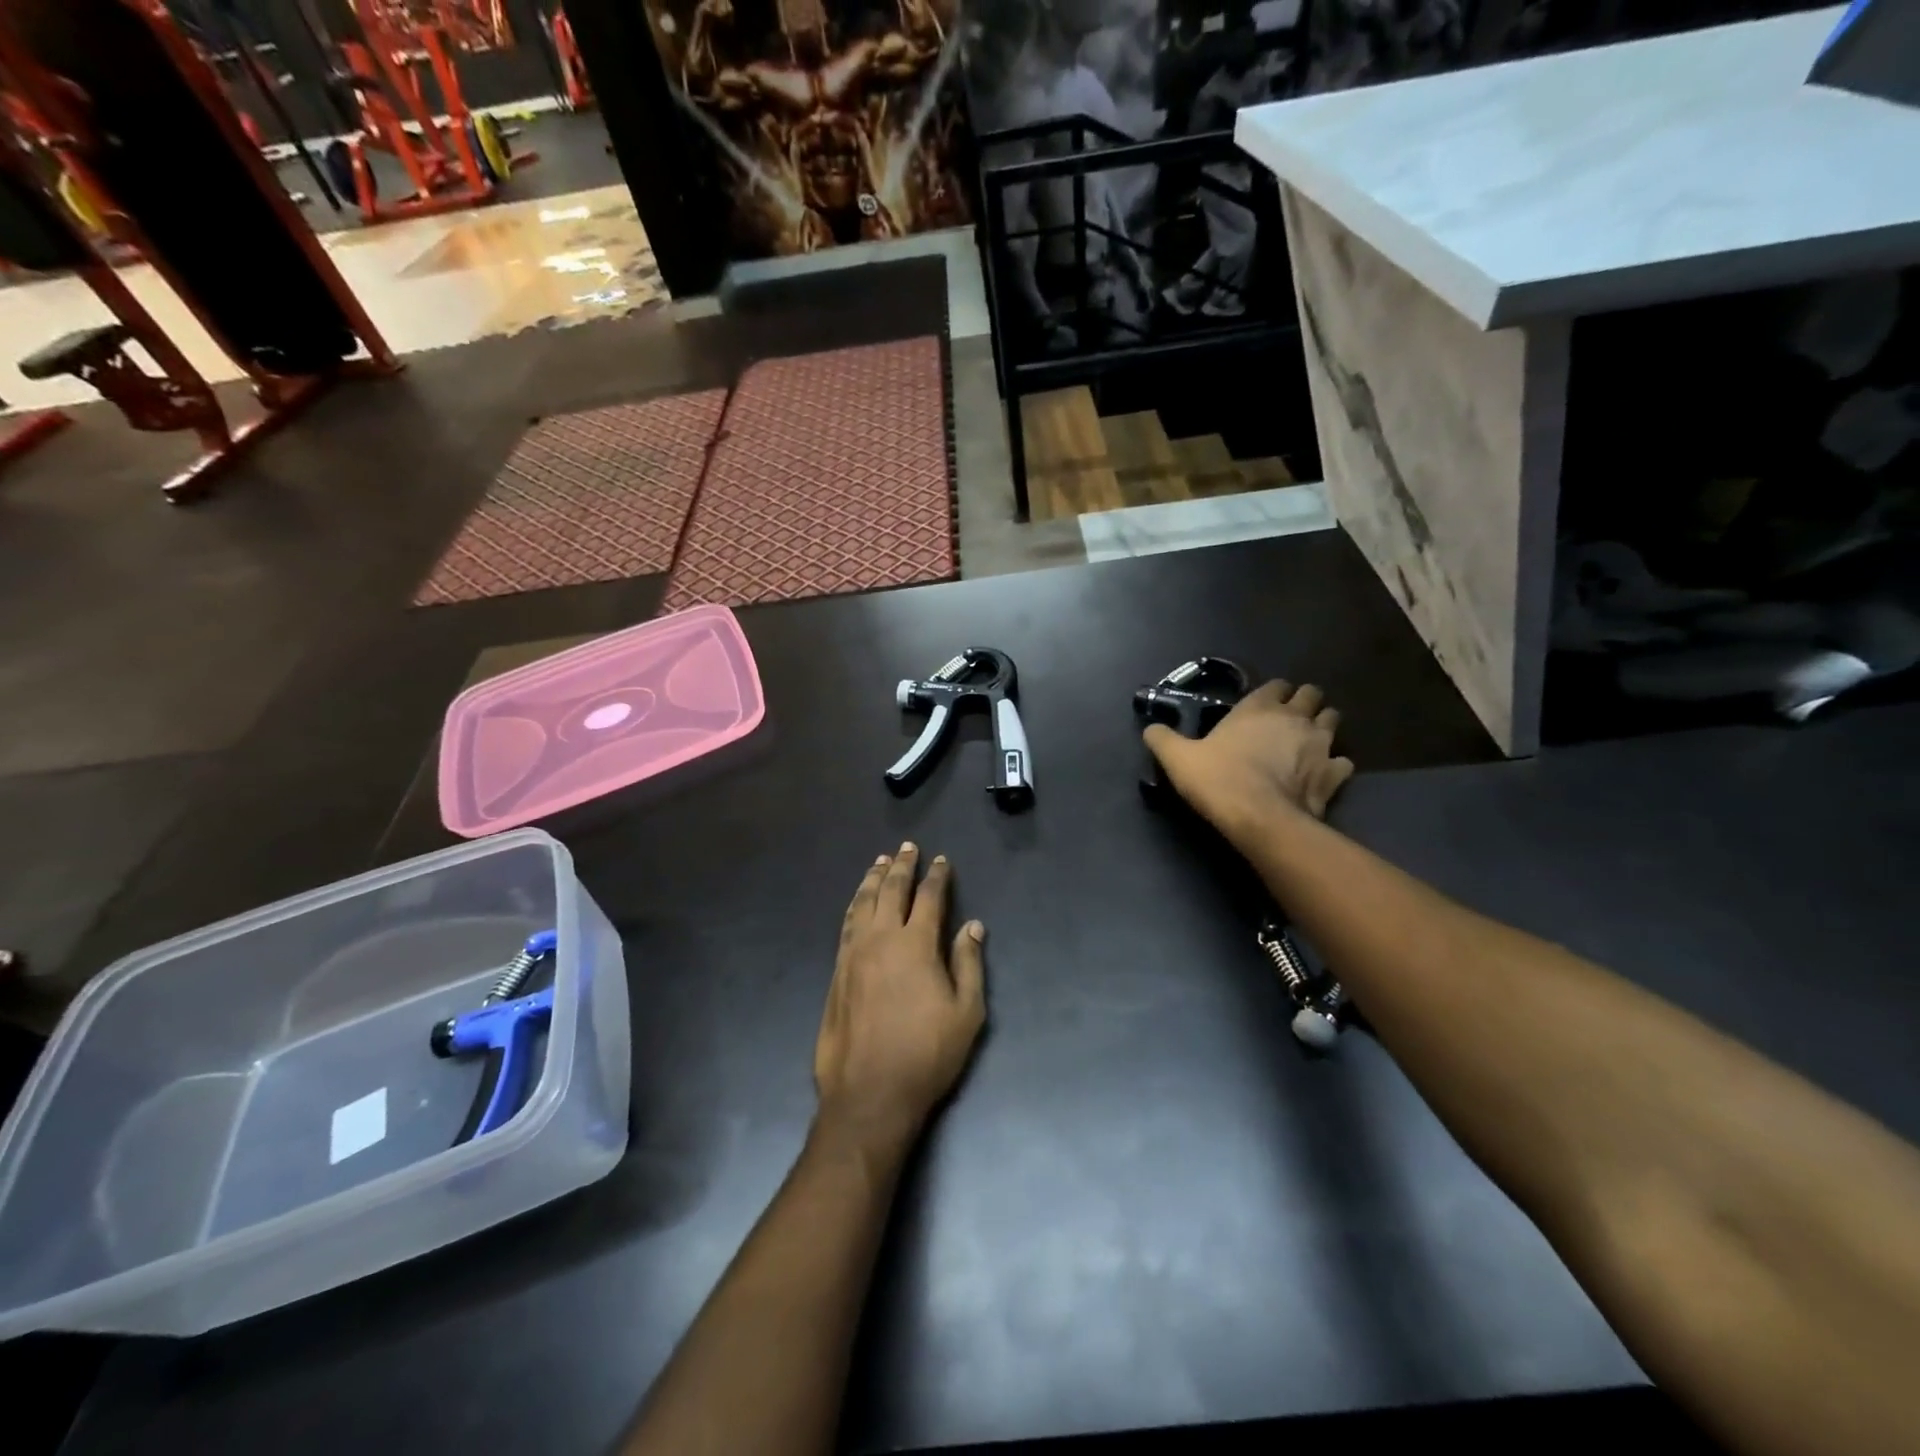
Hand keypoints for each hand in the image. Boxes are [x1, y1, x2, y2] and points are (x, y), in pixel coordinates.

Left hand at [814, 844, 986, 1158]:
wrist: (869, 1093)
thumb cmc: (927, 1054)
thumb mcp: (966, 1012)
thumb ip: (968, 963)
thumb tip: (972, 926)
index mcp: (915, 944)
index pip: (928, 898)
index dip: (936, 877)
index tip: (941, 861)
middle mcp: (880, 939)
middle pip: (890, 891)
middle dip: (901, 866)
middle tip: (908, 848)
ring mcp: (853, 954)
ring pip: (862, 903)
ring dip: (873, 879)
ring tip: (880, 862)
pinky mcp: (836, 972)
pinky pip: (846, 924)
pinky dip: (855, 904)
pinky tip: (858, 902)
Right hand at [1143, 680, 1354, 844]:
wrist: (1260, 818)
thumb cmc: (1218, 780)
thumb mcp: (1178, 759)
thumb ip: (1163, 739)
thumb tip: (1150, 728)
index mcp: (1258, 707)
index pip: (1277, 684)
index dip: (1273, 693)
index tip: (1263, 706)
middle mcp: (1294, 717)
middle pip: (1312, 695)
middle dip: (1304, 702)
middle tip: (1288, 720)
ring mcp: (1320, 744)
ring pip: (1333, 721)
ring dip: (1323, 727)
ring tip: (1307, 742)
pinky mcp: (1334, 773)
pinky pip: (1343, 761)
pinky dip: (1335, 765)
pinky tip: (1322, 774)